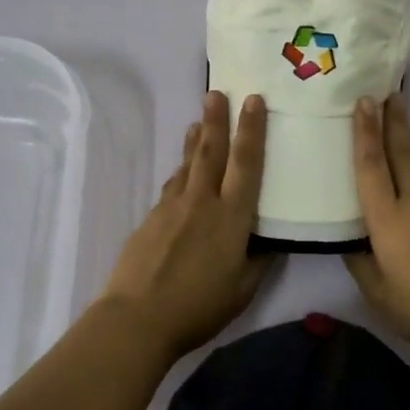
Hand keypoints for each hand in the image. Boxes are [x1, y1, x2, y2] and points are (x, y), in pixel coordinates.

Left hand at [101, 91, 271, 359]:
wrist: (137, 318)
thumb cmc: (198, 307)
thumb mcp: (243, 290)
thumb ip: (259, 260)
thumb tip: (272, 240)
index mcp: (231, 217)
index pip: (246, 164)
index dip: (252, 130)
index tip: (253, 100)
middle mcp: (203, 201)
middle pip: (212, 151)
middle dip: (217, 119)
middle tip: (217, 91)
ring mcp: (173, 206)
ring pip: (188, 163)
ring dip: (196, 139)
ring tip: (200, 120)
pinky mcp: (151, 218)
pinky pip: (172, 184)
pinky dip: (181, 170)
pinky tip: (182, 170)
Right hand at [345, 94, 409, 364]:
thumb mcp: (379, 294)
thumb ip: (361, 263)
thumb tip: (352, 242)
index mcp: (388, 220)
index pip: (372, 166)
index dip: (365, 133)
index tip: (364, 101)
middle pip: (402, 152)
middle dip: (393, 121)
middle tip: (388, 92)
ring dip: (405, 142)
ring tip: (397, 125)